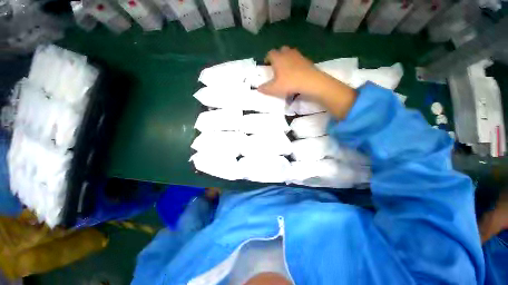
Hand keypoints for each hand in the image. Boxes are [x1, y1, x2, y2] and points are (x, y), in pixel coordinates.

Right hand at [258, 46, 318, 96]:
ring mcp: (298, 56)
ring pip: (290, 53)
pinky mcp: (307, 60)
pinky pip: (298, 59)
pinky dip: (296, 63)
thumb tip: (258, 88)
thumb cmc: (289, 83)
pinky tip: (296, 73)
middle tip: (277, 66)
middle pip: (281, 50)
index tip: (266, 65)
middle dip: (278, 56)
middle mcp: (288, 54)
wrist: (310, 82)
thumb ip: (265, 88)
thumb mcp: (274, 89)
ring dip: (287, 59)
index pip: (270, 53)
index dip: (267, 58)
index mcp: (278, 58)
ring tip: (286, 70)